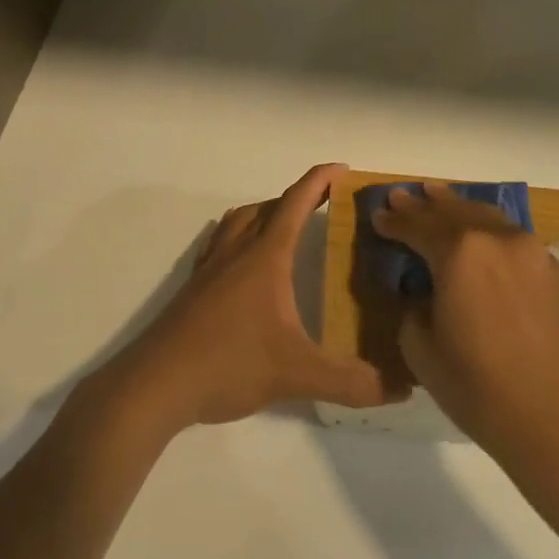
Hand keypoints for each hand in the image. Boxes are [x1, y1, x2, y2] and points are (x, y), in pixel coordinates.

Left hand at [111, 164, 390, 432]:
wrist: (155, 384)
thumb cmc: (228, 364)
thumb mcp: (297, 375)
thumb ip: (352, 381)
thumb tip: (403, 388)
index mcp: (264, 257)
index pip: (295, 204)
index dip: (320, 182)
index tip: (342, 170)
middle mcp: (235, 252)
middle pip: (267, 208)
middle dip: (297, 198)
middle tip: (324, 205)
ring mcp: (209, 269)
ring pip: (238, 222)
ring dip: (264, 214)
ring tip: (285, 228)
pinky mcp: (192, 290)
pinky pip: (219, 245)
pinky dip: (238, 238)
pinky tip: (242, 265)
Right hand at [374, 182, 558, 480]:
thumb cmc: (480, 390)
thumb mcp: (421, 350)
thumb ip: (414, 307)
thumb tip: (425, 293)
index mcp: (459, 253)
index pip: (417, 226)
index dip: (394, 221)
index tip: (378, 216)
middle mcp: (497, 240)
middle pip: (453, 212)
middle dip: (424, 205)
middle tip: (402, 195)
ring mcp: (532, 252)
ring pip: (487, 217)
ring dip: (458, 208)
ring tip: (438, 196)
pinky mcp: (555, 271)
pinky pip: (512, 236)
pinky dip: (488, 228)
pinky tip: (480, 232)